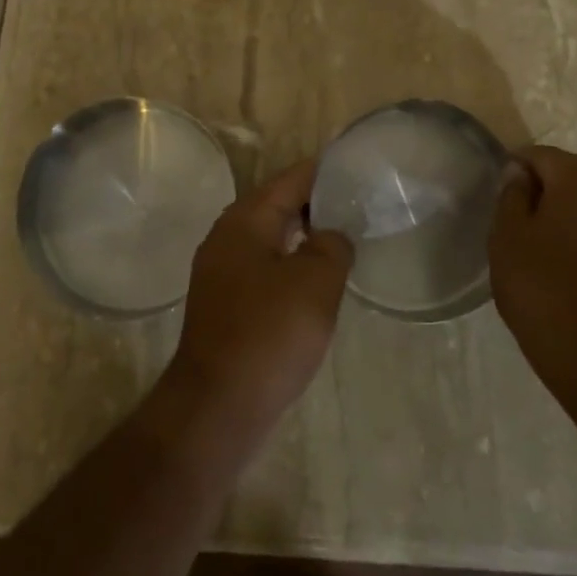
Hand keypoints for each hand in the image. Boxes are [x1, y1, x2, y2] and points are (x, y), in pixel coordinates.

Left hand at [167, 158, 352, 432]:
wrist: (218, 406)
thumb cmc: (269, 334)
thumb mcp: (316, 282)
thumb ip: (332, 245)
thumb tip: (332, 236)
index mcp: (245, 220)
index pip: (291, 179)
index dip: (325, 171)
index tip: (357, 168)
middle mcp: (227, 237)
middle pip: (278, 205)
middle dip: (316, 204)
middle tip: (358, 206)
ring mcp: (222, 272)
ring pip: (271, 238)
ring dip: (304, 237)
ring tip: (344, 240)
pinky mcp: (225, 304)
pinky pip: (264, 268)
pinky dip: (291, 265)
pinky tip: (315, 282)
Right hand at [488, 146, 576, 400]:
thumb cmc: (542, 286)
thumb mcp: (507, 235)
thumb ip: (512, 194)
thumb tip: (519, 173)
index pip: (542, 154)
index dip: (516, 167)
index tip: (499, 192)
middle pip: (574, 171)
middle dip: (546, 183)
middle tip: (517, 212)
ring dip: (568, 207)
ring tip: (539, 236)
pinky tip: (565, 258)